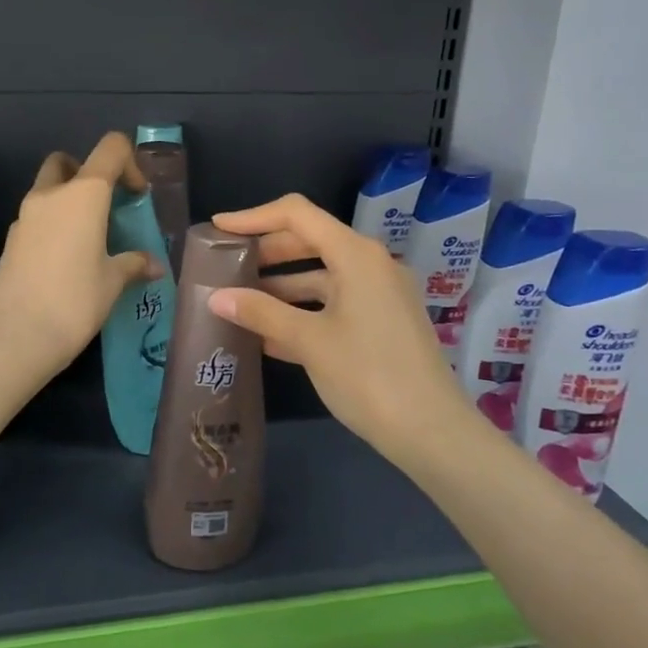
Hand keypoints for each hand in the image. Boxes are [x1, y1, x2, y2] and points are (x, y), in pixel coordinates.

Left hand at [0, 132, 162, 384]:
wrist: (14, 338)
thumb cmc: (74, 302)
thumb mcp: (112, 282)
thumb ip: (133, 264)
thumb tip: (152, 265)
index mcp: (83, 194)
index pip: (110, 149)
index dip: (130, 163)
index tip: (137, 196)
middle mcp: (50, 195)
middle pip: (68, 162)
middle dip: (88, 174)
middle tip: (106, 208)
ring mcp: (24, 217)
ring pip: (47, 190)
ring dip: (68, 201)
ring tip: (90, 240)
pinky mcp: (10, 242)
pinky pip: (35, 219)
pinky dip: (52, 226)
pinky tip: (66, 262)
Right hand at [208, 193, 466, 457]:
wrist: (432, 432)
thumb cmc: (368, 375)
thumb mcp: (308, 341)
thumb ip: (261, 313)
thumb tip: (215, 297)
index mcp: (356, 255)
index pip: (297, 215)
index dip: (254, 217)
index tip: (218, 229)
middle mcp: (370, 264)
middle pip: (309, 241)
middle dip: (265, 252)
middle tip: (225, 266)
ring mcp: (379, 294)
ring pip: (320, 276)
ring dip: (280, 286)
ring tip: (239, 302)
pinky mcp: (382, 322)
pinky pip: (334, 303)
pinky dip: (302, 311)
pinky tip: (268, 335)